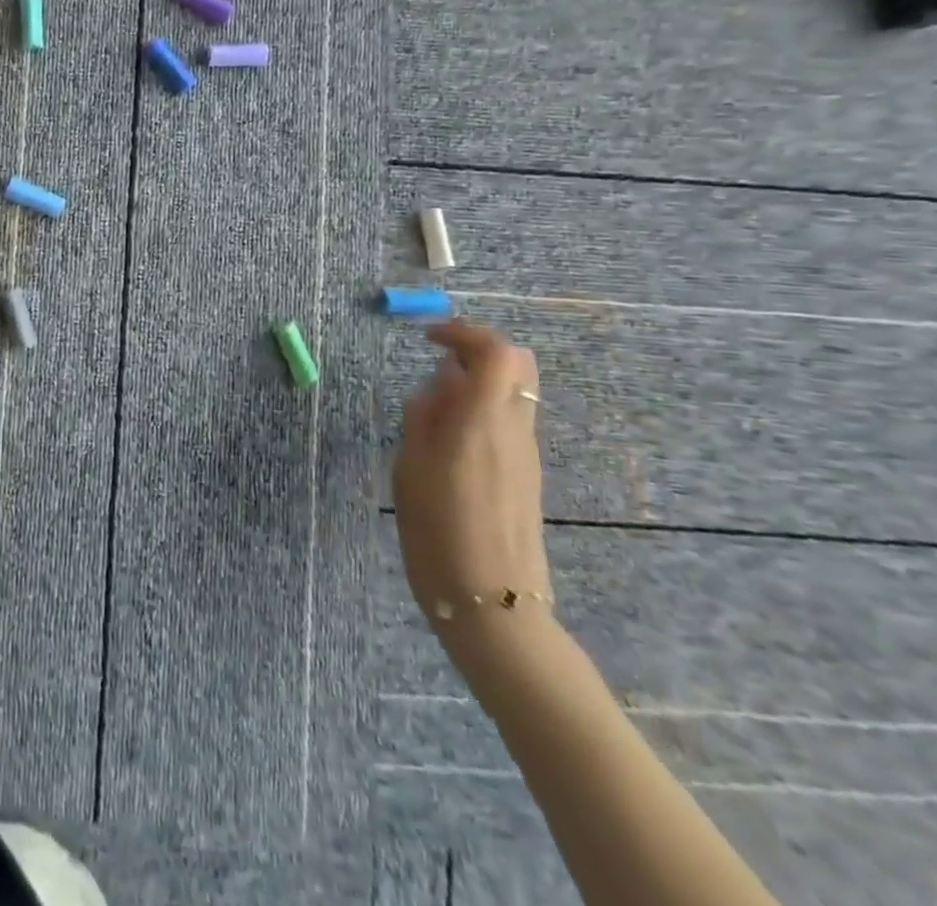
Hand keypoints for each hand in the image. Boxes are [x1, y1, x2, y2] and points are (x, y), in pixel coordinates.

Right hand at [393, 319, 551, 644]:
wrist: (492, 605)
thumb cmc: (438, 533)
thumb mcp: (410, 469)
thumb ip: (424, 418)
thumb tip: (438, 385)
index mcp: (483, 421)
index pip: (496, 352)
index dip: (464, 332)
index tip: (429, 338)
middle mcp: (514, 429)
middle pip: (518, 364)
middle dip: (479, 349)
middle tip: (439, 359)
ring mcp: (526, 453)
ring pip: (514, 392)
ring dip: (478, 381)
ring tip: (433, 403)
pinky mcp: (526, 474)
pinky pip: (509, 420)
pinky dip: (482, 408)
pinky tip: (448, 436)